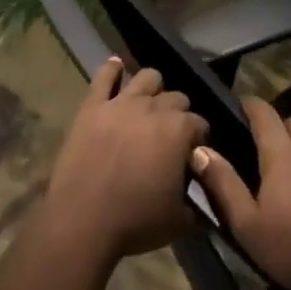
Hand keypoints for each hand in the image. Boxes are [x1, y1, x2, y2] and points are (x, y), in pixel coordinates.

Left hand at [45, 58, 208, 260]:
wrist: (82, 222)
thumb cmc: (136, 222)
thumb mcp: (181, 220)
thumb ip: (201, 201)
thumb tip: (207, 190)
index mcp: (180, 130)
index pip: (200, 124)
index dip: (198, 140)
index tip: (191, 155)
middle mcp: (155, 108)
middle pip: (176, 98)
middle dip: (178, 113)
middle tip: (169, 136)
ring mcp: (122, 103)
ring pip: (147, 78)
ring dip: (153, 89)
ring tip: (149, 105)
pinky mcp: (93, 106)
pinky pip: (104, 77)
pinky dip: (112, 69)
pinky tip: (117, 67)